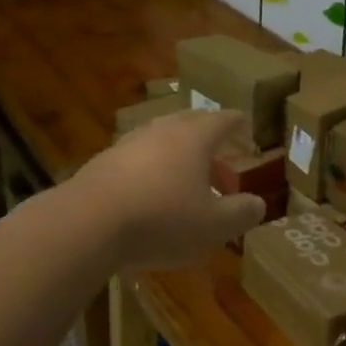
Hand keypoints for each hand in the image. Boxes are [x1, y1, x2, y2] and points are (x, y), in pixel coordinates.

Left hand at [73, 109, 264, 270]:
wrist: (88, 223)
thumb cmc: (162, 219)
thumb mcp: (214, 225)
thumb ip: (241, 213)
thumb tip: (258, 204)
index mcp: (194, 137)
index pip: (222, 120)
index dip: (237, 123)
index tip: (244, 124)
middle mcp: (161, 131)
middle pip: (189, 123)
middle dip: (206, 136)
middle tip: (219, 154)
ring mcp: (127, 144)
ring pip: (160, 140)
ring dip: (176, 155)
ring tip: (185, 179)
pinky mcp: (102, 164)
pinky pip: (136, 160)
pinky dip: (150, 171)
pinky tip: (149, 195)